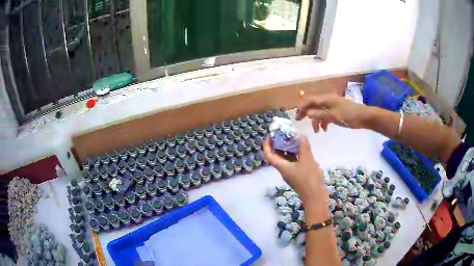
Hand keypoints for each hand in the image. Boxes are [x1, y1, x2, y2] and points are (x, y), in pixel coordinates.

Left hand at [263, 135, 327, 204]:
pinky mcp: (298, 175)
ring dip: (288, 148)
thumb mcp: (307, 160)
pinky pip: (293, 162)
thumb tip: (300, 136)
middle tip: (285, 134)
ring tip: (294, 138)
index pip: (268, 155)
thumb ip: (303, 147)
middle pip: (276, 155)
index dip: (267, 144)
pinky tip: (303, 149)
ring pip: (286, 158)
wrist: (315, 196)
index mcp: (282, 166)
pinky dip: (296, 154)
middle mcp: (284, 169)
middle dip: (278, 144)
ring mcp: (291, 173)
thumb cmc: (309, 178)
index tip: (270, 135)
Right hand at [295, 93, 369, 131]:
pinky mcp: (336, 109)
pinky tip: (324, 129)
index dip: (301, 107)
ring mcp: (332, 104)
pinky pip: (326, 113)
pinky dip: (323, 120)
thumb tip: (306, 113)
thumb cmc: (348, 116)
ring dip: (316, 119)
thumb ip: (319, 114)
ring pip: (319, 110)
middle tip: (300, 121)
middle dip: (306, 112)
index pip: (309, 100)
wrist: (364, 117)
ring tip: (317, 131)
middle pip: (312, 104)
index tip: (296, 117)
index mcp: (325, 98)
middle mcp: (327, 99)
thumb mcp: (332, 116)